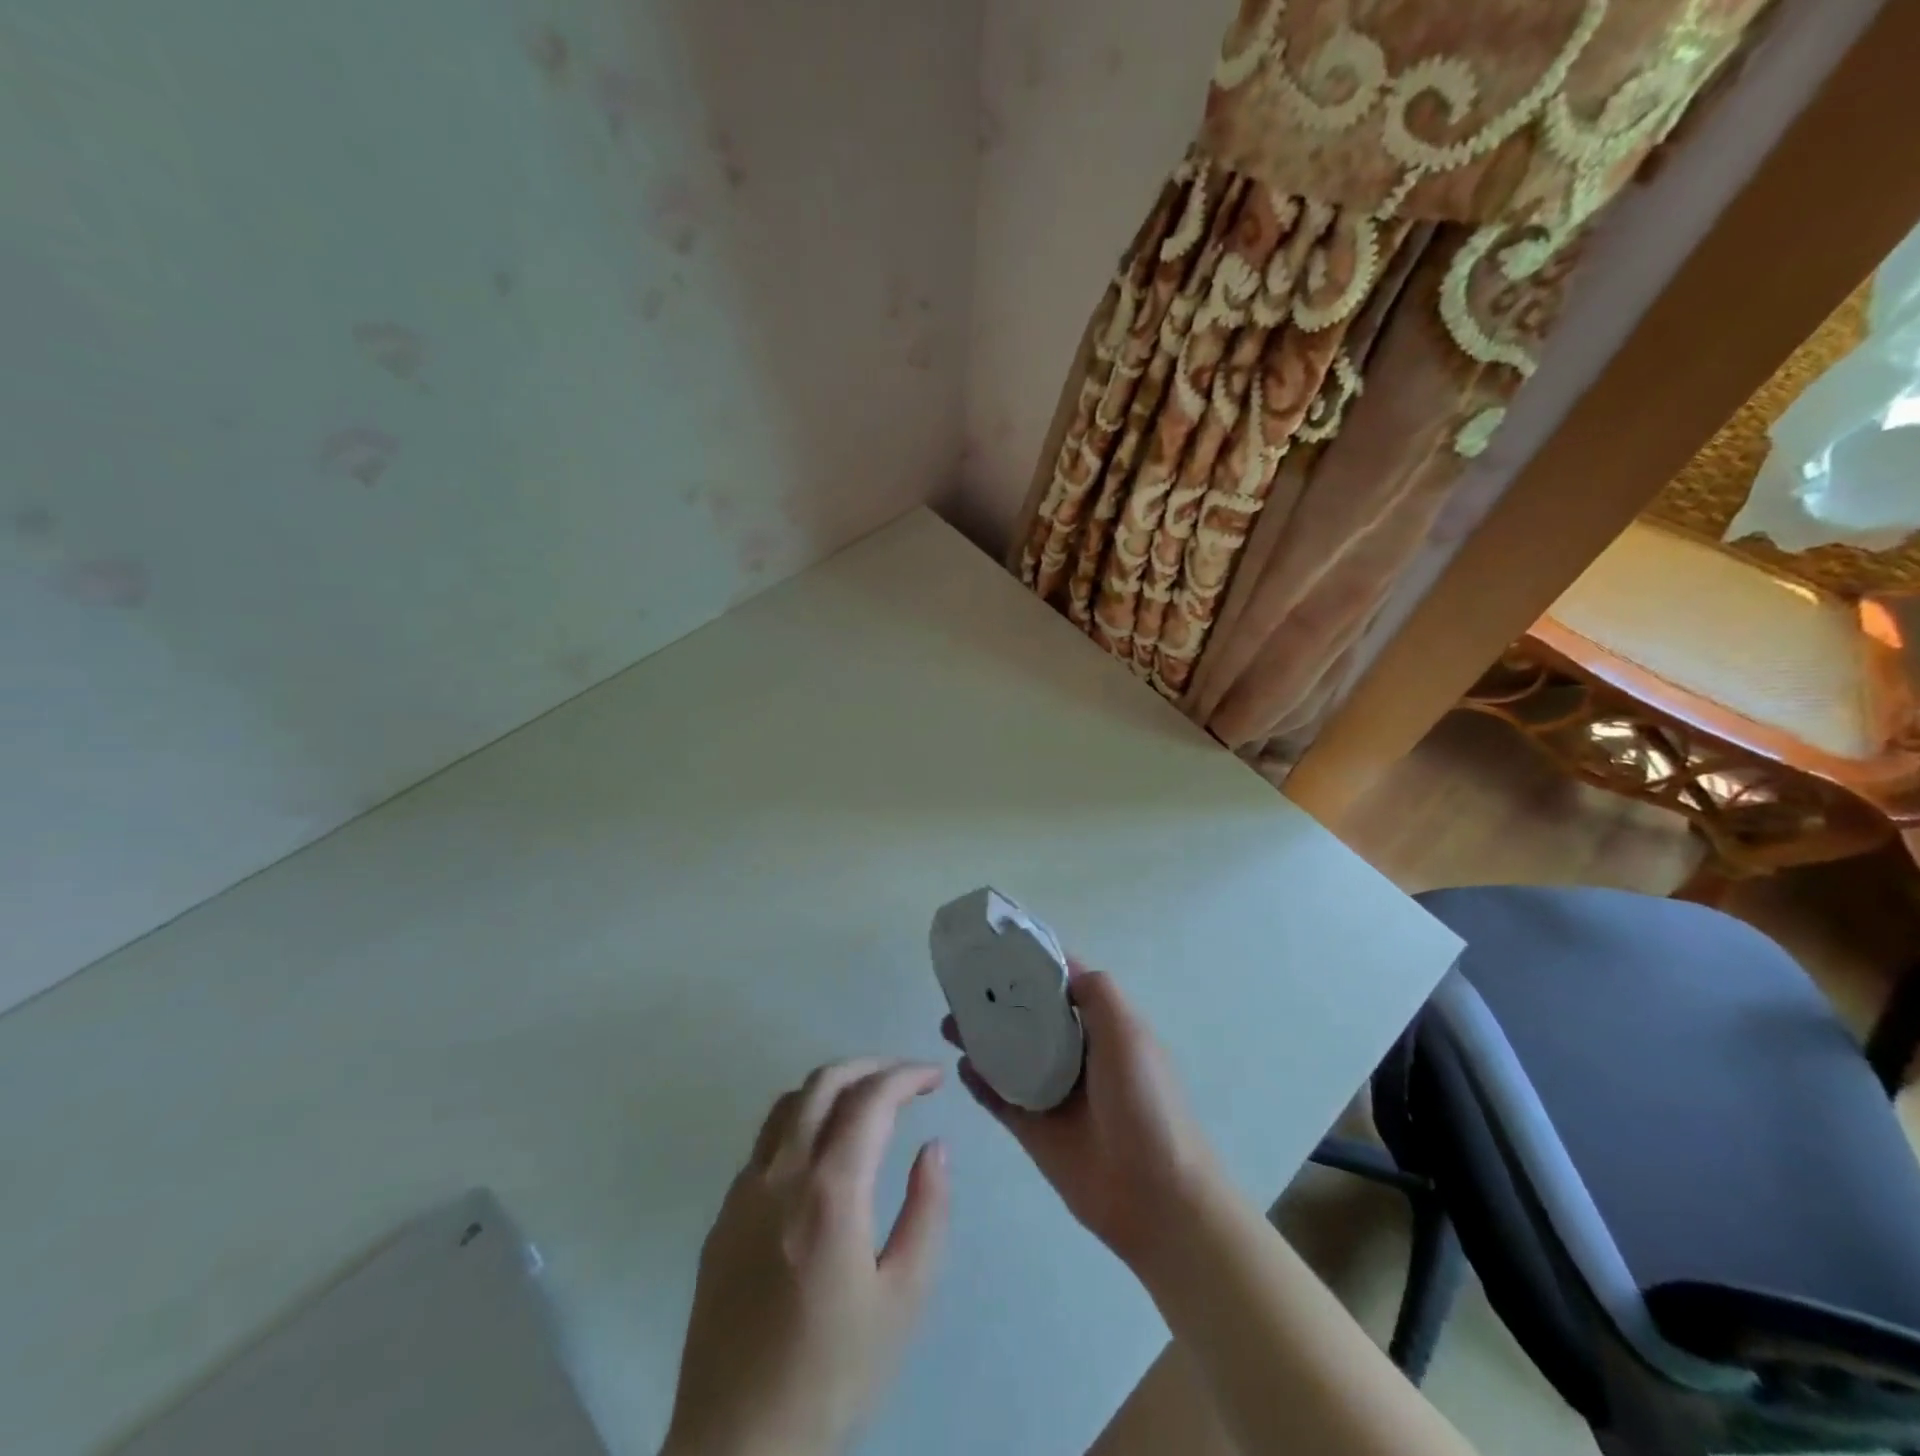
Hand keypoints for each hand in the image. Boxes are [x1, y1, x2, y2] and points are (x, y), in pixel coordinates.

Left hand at [663, 1060, 948, 1455]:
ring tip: (866, 1100)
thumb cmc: (833, 1375)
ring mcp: (743, 1192)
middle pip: (823, 1083)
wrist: (737, 1447)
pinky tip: (821, 1150)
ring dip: (831, 1086)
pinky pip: (765, 1141)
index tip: (934, 1077)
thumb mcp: (904, 1300)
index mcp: (829, 1192)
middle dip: (870, 1066)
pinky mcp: (722, 1216)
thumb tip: (935, 1146)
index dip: (906, 1076)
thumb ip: (927, 1212)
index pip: (870, 1100)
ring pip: (787, 1104)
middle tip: (905, 1078)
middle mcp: (781, 1174)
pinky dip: (801, 1119)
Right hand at [942, 962, 1221, 1271]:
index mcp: (1101, 1026)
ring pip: (1008, 1055)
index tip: (994, 946)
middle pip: (1028, 1017)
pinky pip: (1000, 1098)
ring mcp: (1053, 1092)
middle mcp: (1075, 1053)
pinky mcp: (1034, 1129)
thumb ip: (1096, 993)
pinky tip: (960, 1066)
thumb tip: (1062, 970)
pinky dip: (979, 1082)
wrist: (1156, 1196)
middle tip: (959, 986)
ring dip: (981, 1037)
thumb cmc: (1144, 1102)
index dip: (1030, 964)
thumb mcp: (1128, 1032)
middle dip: (996, 1000)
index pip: (1061, 983)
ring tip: (948, 1023)